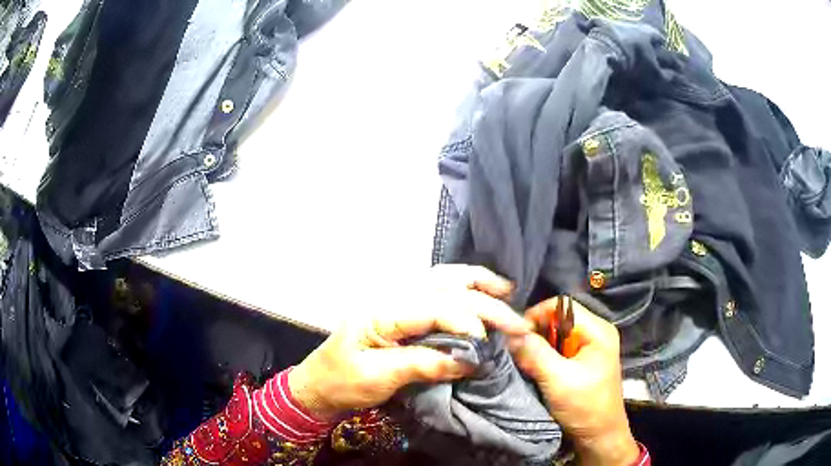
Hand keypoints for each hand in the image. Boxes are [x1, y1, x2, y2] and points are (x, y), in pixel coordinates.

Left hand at [288, 265, 531, 420]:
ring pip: (443, 280)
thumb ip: (423, 364)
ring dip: (477, 284)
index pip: (434, 307)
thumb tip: (469, 359)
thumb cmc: (342, 382)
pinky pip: (438, 291)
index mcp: (383, 312)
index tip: (489, 342)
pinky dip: (464, 288)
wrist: (319, 383)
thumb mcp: (378, 378)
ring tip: (507, 291)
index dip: (466, 322)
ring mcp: (397, 300)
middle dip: (485, 304)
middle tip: (517, 323)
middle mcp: (392, 297)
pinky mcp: (403, 311)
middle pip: (445, 290)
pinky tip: (481, 292)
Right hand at [508, 298, 638, 465]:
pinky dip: (545, 356)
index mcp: (598, 330)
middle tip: (519, 352)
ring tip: (526, 362)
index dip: (536, 316)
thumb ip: (535, 353)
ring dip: (539, 346)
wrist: (599, 436)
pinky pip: (560, 348)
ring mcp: (591, 346)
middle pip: (558, 318)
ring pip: (556, 334)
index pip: (561, 306)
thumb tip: (509, 332)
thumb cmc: (584, 407)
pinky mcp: (583, 360)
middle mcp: (596, 332)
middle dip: (536, 333)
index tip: (516, 337)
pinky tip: (537, 369)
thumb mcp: (558, 380)